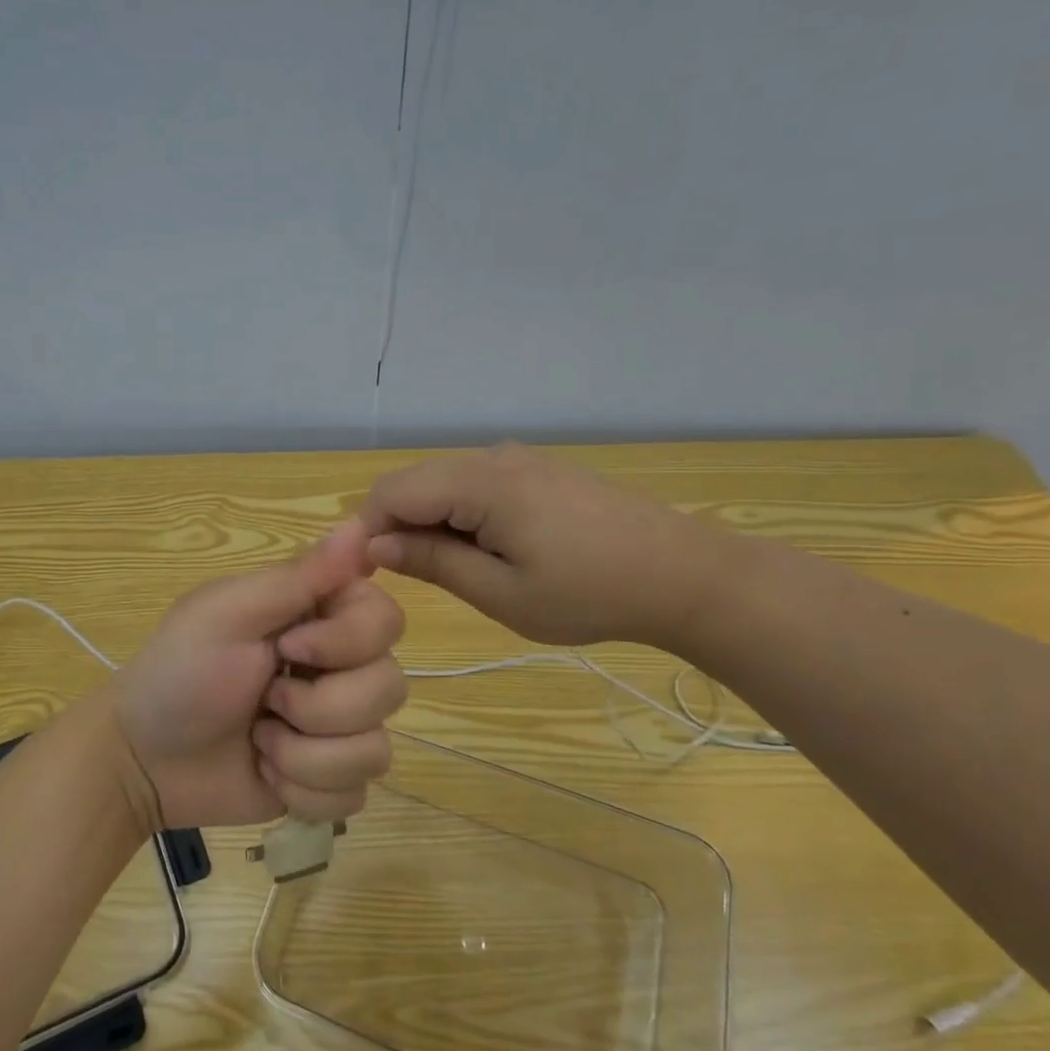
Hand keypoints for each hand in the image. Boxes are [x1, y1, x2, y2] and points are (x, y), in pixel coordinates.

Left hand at [111, 521, 407, 829]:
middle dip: (319, 708)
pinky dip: (304, 792)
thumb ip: (298, 577)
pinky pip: (354, 795)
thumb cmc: (179, 672)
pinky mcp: (330, 781)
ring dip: (305, 755)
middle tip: (265, 701)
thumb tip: (360, 524)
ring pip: (376, 751)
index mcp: (320, 617)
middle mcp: (341, 668)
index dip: (347, 642)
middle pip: (390, 688)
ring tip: (260, 743)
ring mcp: (339, 729)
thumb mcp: (228, 615)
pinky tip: (268, 775)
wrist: (144, 758)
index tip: (288, 648)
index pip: (387, 619)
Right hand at [360, 444, 738, 648]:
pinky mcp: (538, 470)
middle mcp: (493, 457)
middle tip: (412, 579)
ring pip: (444, 482)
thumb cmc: (590, 593)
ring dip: (430, 521)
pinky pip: (476, 484)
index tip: (368, 575)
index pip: (391, 490)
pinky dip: (461, 515)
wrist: (683, 574)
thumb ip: (433, 561)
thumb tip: (377, 543)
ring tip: (457, 570)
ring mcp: (519, 459)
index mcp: (481, 483)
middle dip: (396, 525)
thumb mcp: (502, 593)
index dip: (366, 529)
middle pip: (414, 481)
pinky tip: (491, 550)